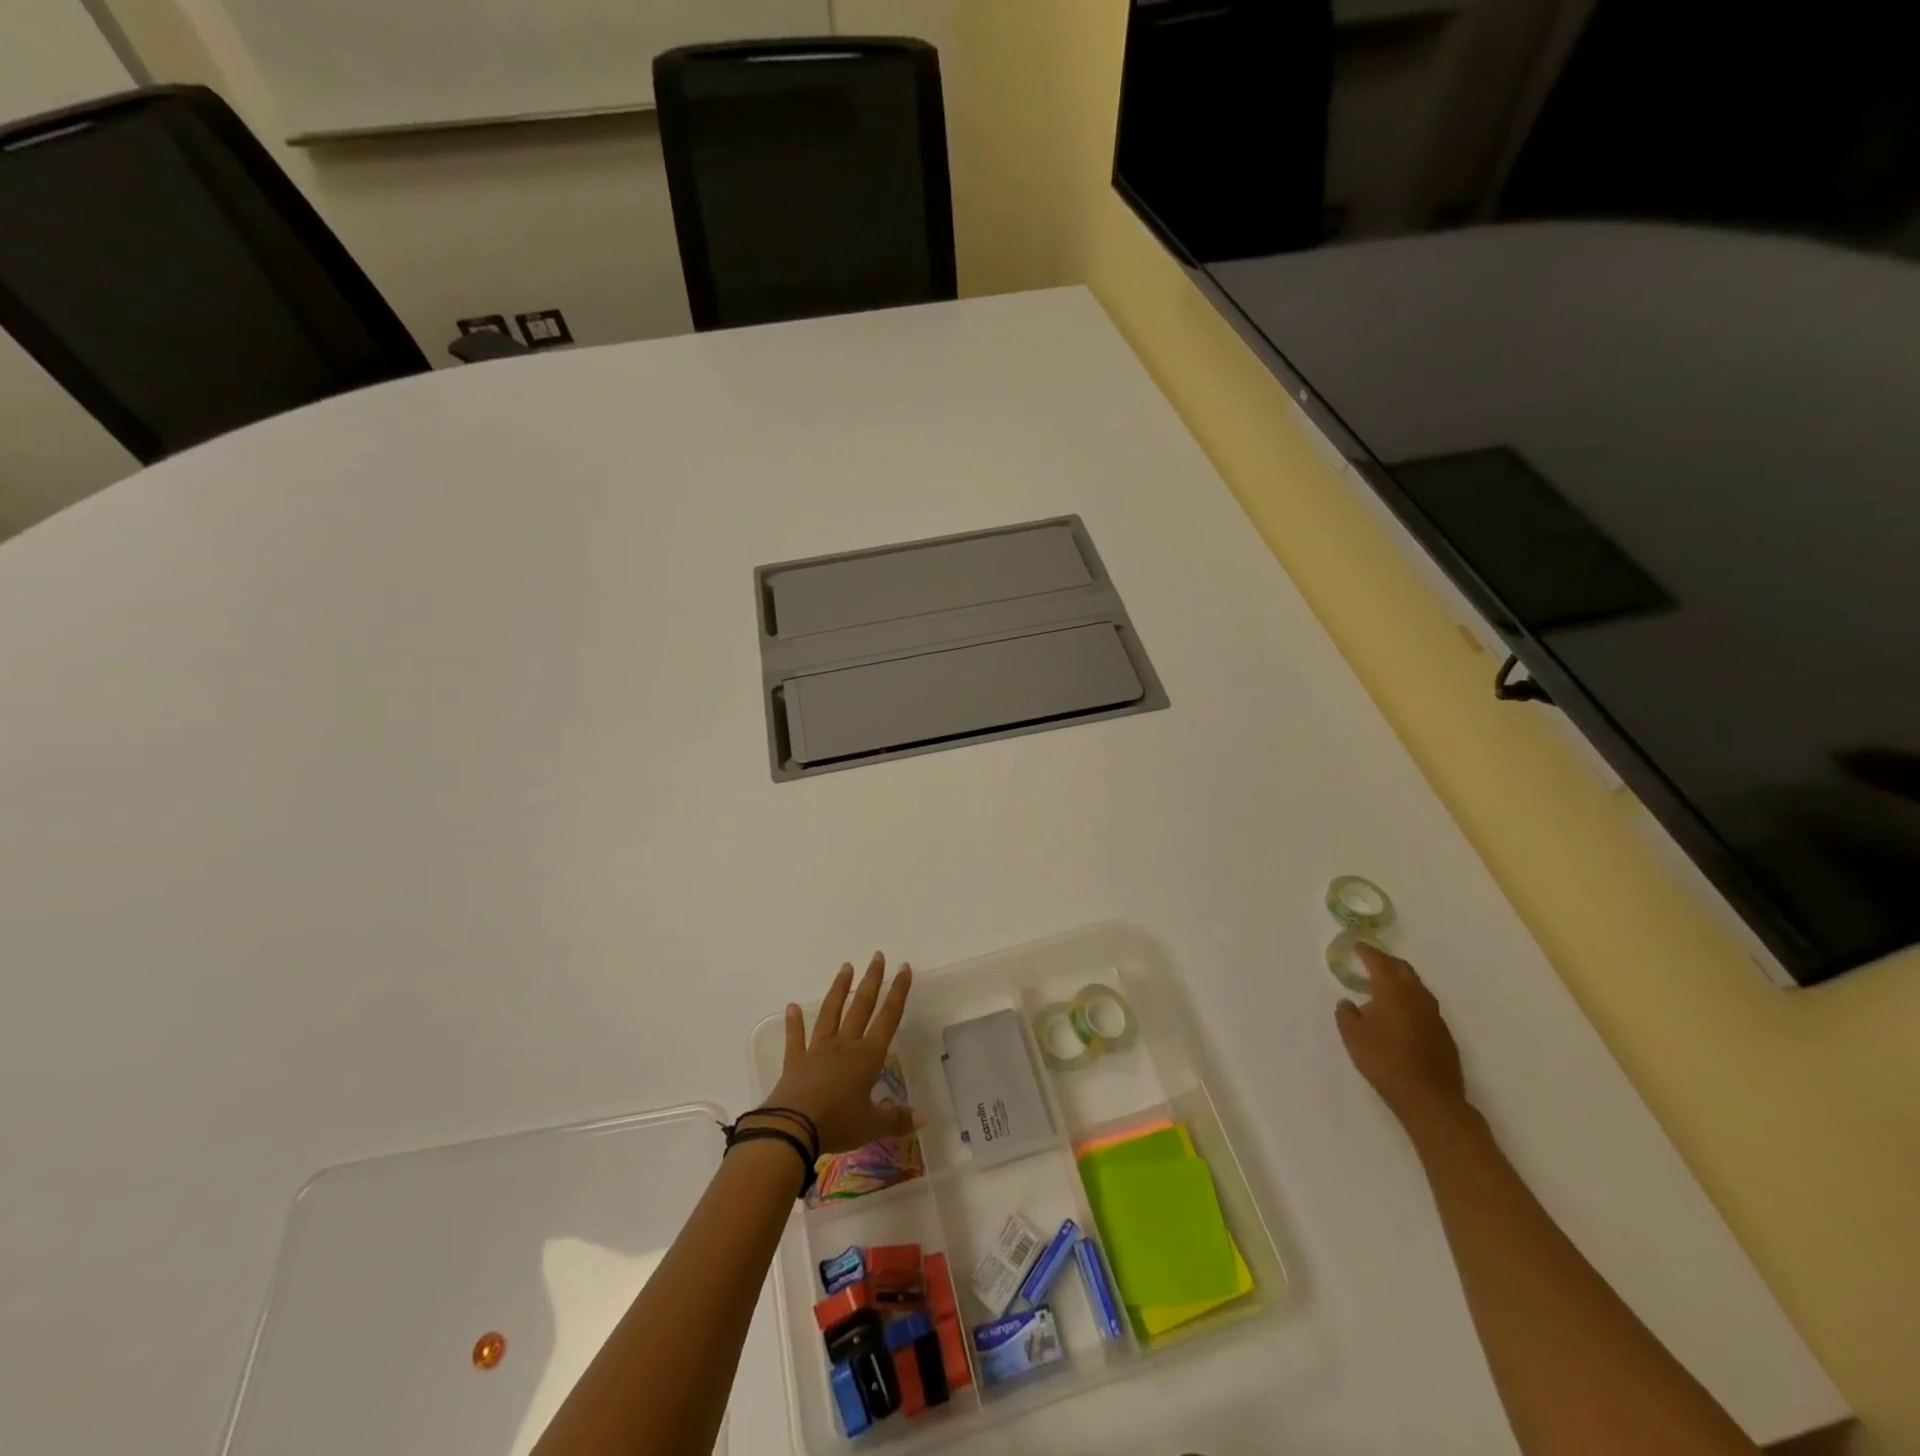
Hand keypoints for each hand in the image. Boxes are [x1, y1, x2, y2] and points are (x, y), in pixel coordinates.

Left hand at [760, 953, 920, 1153]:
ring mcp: (818, 1051)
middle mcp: (845, 1045)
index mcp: (868, 1056)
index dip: (898, 993)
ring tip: (845, 967)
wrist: (793, 1128)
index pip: (888, 1018)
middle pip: (861, 1006)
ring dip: (839, 990)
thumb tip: (923, 1118)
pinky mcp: (795, 1062)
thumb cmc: (838, 1123)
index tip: (903, 968)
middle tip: (877, 956)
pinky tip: (792, 1006)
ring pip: (831, 1013)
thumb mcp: (872, 1125)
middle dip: (871, 980)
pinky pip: (796, 1038)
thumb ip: (897, 1119)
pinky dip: (794, 1023)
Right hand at [1335, 944, 1467, 1129]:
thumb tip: (1348, 1002)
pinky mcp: (1443, 1034)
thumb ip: (1346, 1013)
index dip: (1367, 952)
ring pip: (1416, 987)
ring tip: (1384, 986)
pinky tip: (1400, 1014)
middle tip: (1370, 961)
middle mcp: (1417, 997)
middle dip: (1386, 962)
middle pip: (1403, 970)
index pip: (1379, 962)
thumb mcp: (1352, 1035)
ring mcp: (1434, 1016)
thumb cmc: (1384, 1060)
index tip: (1357, 945)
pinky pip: (1424, 1006)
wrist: (1429, 1098)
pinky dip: (1410, 1000)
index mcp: (1393, 991)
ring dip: (1400, 981)